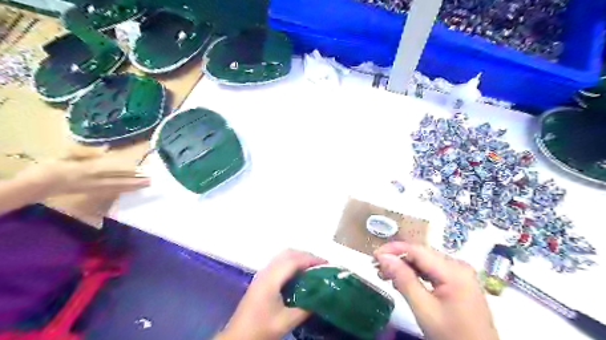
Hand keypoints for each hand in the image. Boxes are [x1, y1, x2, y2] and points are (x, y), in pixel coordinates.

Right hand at [19, 144, 150, 196]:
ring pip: (118, 188)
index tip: (143, 169)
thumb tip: (106, 148)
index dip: (129, 170)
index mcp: (89, 169)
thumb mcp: (67, 155)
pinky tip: (130, 190)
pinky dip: (123, 191)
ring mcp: (94, 189)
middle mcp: (95, 181)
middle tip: (152, 180)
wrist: (36, 186)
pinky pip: (111, 192)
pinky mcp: (91, 193)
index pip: (114, 170)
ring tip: (147, 185)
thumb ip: (87, 152)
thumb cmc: (51, 167)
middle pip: (120, 181)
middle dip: (136, 181)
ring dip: (133, 187)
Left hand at [217, 249, 327, 339]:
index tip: (327, 264)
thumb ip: (305, 308)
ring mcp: (262, 273)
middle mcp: (266, 271)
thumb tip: (322, 297)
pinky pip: (279, 262)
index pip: (294, 260)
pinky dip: (292, 263)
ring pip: (283, 256)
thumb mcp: (285, 321)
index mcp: (271, 279)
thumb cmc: (260, 329)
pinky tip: (299, 275)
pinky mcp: (261, 278)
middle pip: (288, 253)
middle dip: (306, 256)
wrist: (237, 337)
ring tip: (313, 268)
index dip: (311, 259)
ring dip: (299, 258)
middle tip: (322, 266)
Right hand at [378, 243, 499, 339]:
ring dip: (404, 266)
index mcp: (453, 270)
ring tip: (385, 275)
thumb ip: (403, 279)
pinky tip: (402, 281)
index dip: (393, 249)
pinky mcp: (458, 281)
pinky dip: (415, 274)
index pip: (417, 250)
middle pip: (421, 254)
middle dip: (397, 259)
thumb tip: (383, 257)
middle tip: (377, 268)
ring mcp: (459, 273)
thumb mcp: (424, 308)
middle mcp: (458, 265)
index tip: (374, 256)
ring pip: (424, 261)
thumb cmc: (451, 335)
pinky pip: (431, 271)